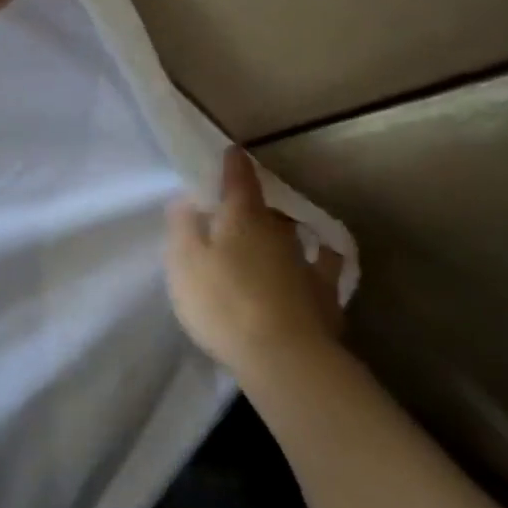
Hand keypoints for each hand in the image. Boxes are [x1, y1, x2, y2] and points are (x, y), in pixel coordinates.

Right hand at [165, 147, 343, 371]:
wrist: (283, 356)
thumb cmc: (223, 303)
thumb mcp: (184, 264)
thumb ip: (183, 228)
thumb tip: (187, 199)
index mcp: (242, 218)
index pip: (239, 181)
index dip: (234, 165)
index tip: (233, 151)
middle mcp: (278, 232)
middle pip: (267, 209)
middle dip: (256, 204)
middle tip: (243, 206)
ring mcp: (306, 262)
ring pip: (295, 234)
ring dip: (285, 228)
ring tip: (281, 228)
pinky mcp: (325, 295)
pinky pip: (325, 265)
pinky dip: (322, 257)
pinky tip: (323, 257)